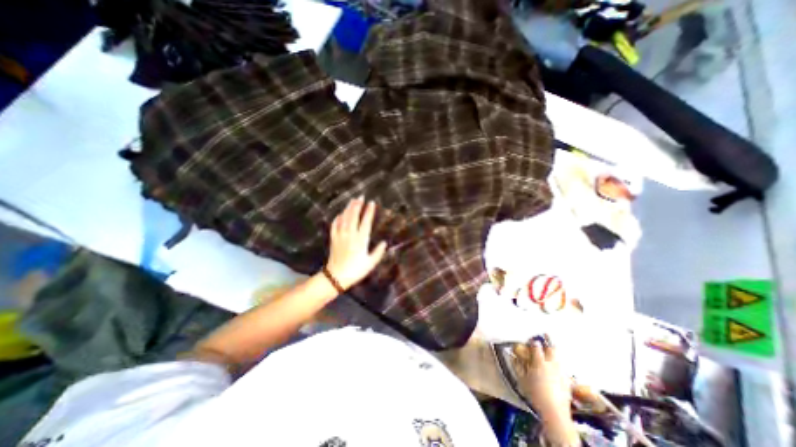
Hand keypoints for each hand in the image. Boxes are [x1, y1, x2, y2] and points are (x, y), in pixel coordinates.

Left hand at [327, 195, 389, 287]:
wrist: (336, 276)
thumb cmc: (356, 270)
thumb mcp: (370, 263)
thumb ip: (378, 252)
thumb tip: (385, 242)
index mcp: (361, 240)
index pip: (366, 222)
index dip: (369, 211)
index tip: (372, 203)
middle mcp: (350, 234)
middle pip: (354, 216)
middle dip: (358, 205)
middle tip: (361, 196)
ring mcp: (340, 235)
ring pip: (344, 217)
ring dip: (349, 208)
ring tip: (353, 200)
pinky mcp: (333, 238)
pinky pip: (335, 224)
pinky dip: (338, 217)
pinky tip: (341, 213)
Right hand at [518, 340, 572, 420]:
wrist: (554, 412)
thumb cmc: (535, 394)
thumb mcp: (522, 379)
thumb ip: (517, 365)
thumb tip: (512, 355)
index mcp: (540, 362)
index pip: (536, 346)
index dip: (533, 341)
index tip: (530, 339)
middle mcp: (552, 364)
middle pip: (552, 348)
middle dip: (548, 341)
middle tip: (545, 335)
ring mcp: (561, 372)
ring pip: (559, 357)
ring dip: (554, 351)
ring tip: (551, 348)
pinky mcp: (567, 381)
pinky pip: (563, 366)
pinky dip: (559, 362)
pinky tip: (556, 365)